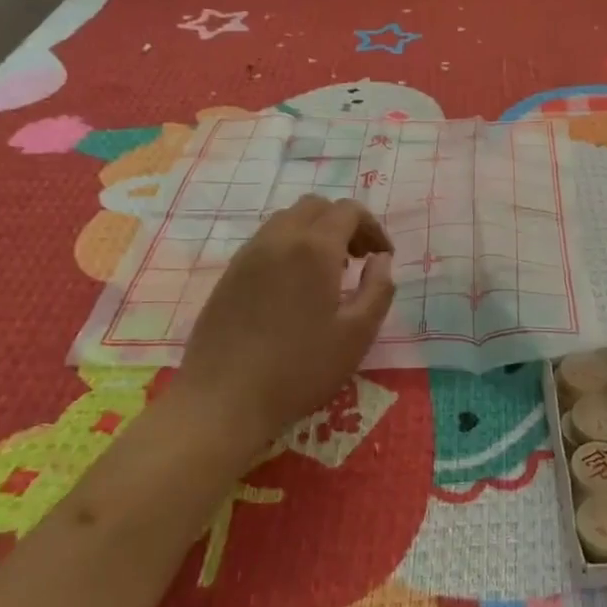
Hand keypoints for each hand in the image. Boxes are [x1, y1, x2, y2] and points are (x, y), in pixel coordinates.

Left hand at [174, 195, 394, 460]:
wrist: (223, 399)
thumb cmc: (300, 369)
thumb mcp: (357, 334)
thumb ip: (379, 288)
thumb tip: (381, 260)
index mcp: (314, 248)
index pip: (349, 210)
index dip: (372, 227)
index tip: (382, 257)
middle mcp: (279, 239)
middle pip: (316, 207)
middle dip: (343, 223)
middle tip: (358, 259)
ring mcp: (248, 254)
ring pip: (287, 220)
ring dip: (315, 232)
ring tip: (327, 273)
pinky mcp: (229, 274)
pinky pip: (265, 241)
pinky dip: (289, 247)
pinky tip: (294, 288)